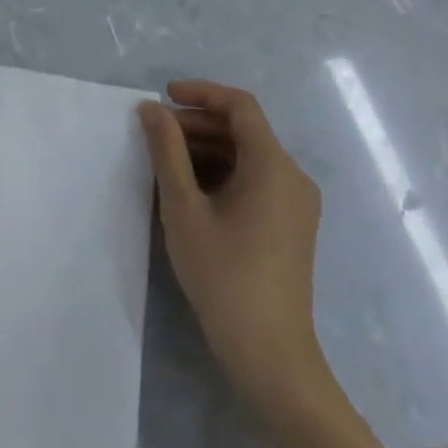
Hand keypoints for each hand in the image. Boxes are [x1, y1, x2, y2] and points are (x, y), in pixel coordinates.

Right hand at [139, 80, 326, 415]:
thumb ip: (167, 151)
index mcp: (273, 165)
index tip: (163, 96)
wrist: (270, 354)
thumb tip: (151, 109)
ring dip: (208, 149)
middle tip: (155, 135)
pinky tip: (191, 191)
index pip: (240, 105)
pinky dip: (223, 173)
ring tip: (166, 162)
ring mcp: (296, 202)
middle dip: (198, 124)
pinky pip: (256, 180)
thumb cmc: (223, 275)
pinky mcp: (291, 225)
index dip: (201, 93)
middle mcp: (292, 176)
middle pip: (244, 129)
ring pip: (248, 155)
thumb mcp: (184, 208)